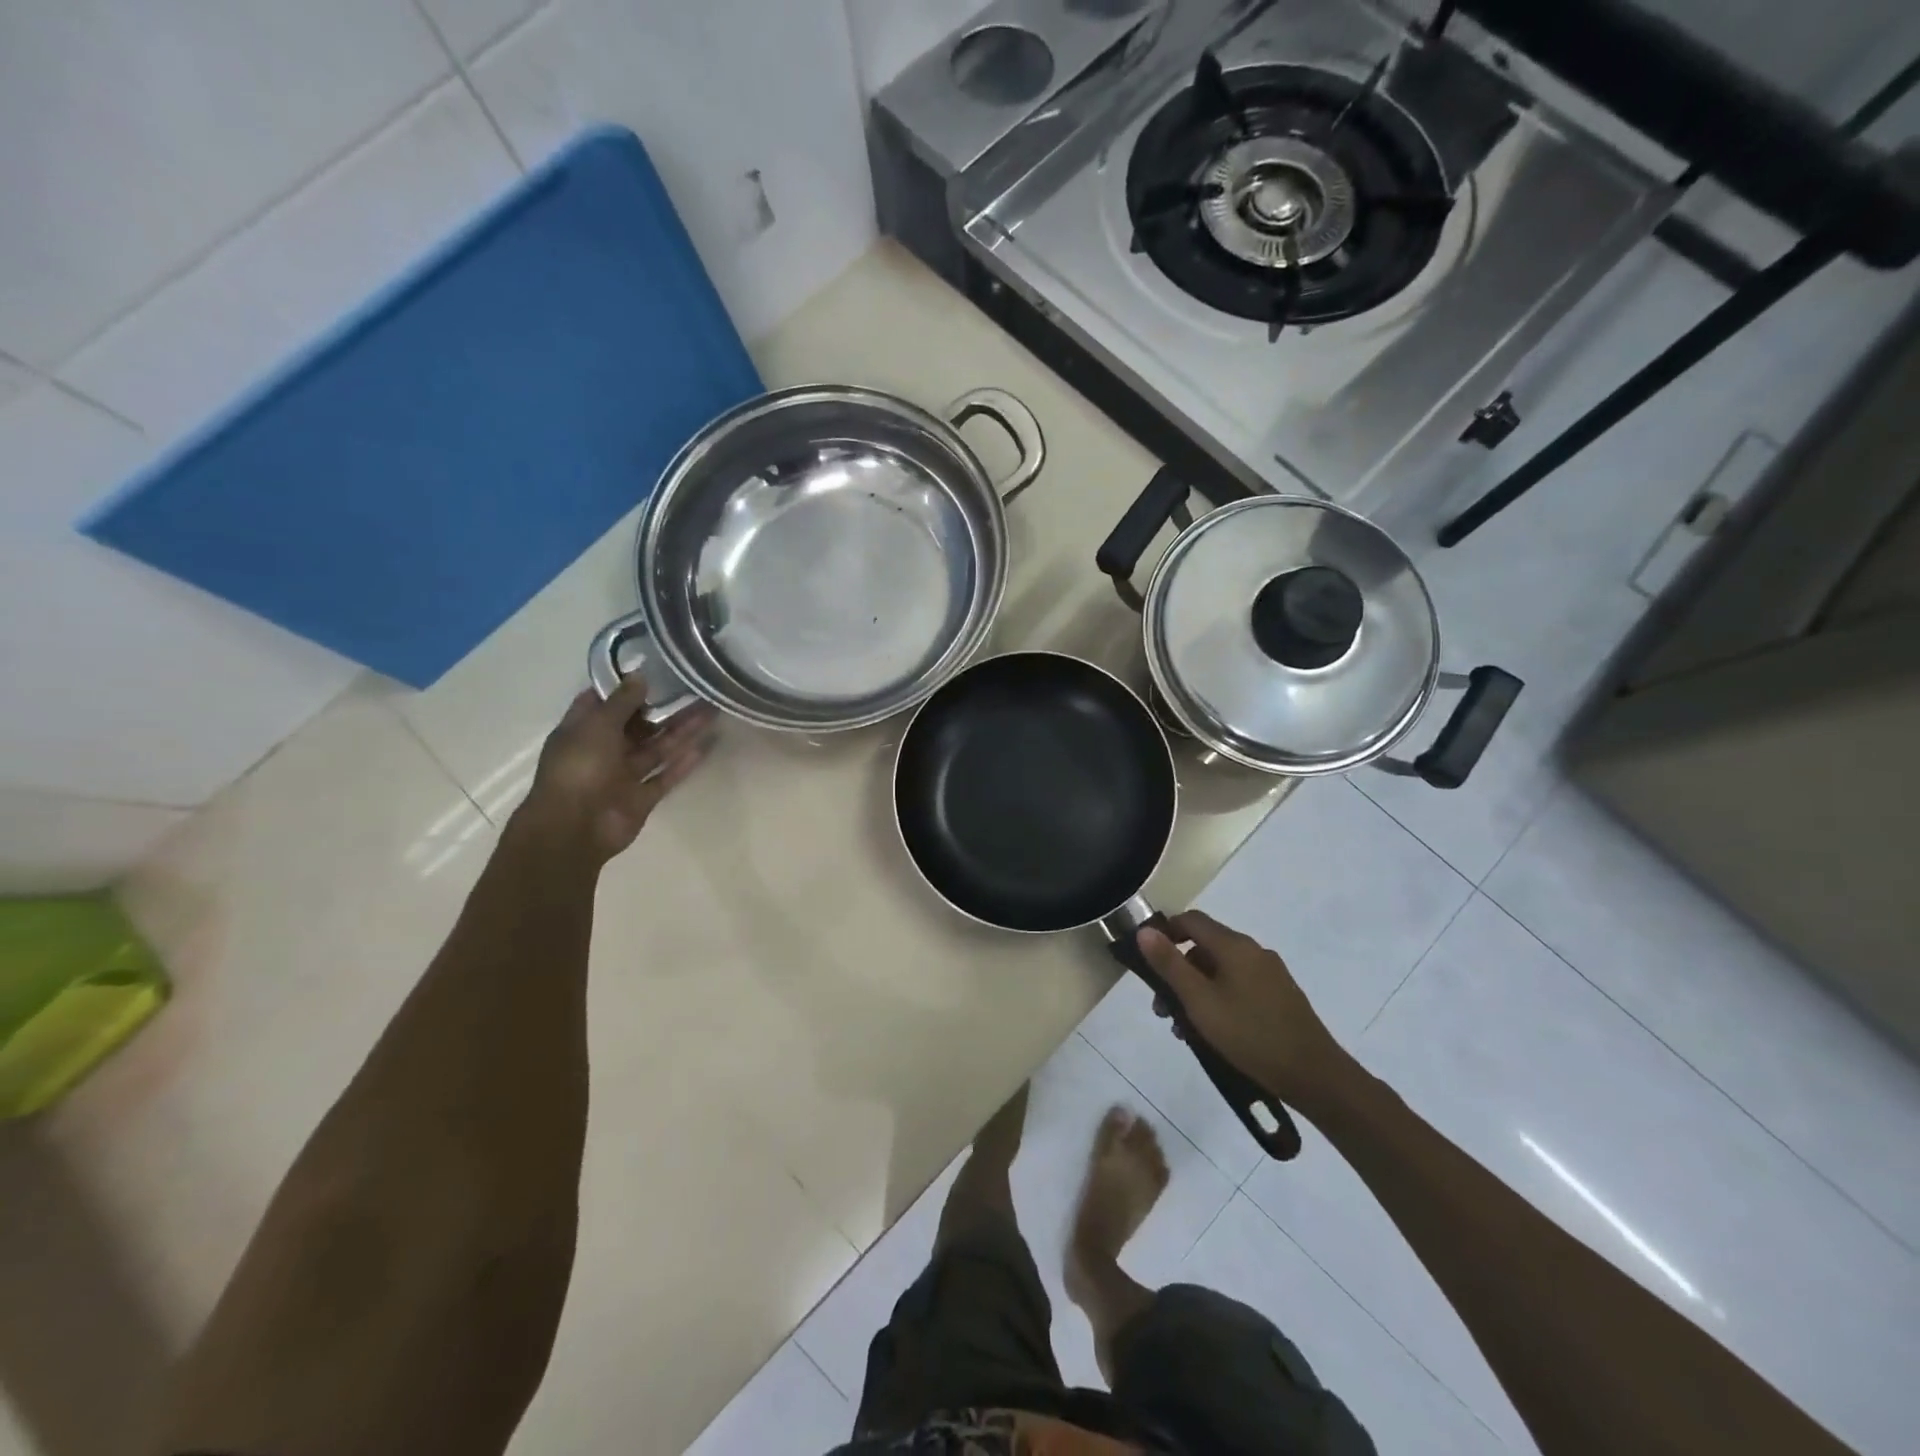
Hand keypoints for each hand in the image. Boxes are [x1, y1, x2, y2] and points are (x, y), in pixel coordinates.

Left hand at [516, 679, 716, 862]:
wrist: (574, 829)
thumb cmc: (579, 769)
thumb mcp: (597, 726)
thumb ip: (621, 702)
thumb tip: (640, 675)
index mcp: (583, 731)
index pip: (604, 703)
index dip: (627, 687)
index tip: (655, 670)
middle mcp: (603, 751)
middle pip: (638, 725)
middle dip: (664, 709)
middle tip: (695, 690)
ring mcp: (623, 776)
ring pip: (656, 749)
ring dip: (681, 732)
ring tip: (710, 712)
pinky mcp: (641, 798)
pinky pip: (665, 777)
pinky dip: (682, 764)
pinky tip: (704, 747)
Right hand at [1137, 910, 1347, 1107]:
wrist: (1315, 1076)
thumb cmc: (1250, 1035)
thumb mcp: (1200, 1001)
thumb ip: (1170, 965)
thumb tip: (1145, 930)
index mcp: (1235, 946)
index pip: (1190, 920)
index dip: (1164, 933)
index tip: (1147, 961)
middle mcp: (1253, 952)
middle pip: (1204, 947)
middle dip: (1177, 972)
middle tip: (1162, 1007)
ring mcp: (1270, 975)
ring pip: (1220, 971)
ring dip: (1196, 991)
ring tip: (1184, 1028)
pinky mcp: (1279, 997)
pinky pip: (1238, 987)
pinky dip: (1218, 1000)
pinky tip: (1213, 1033)